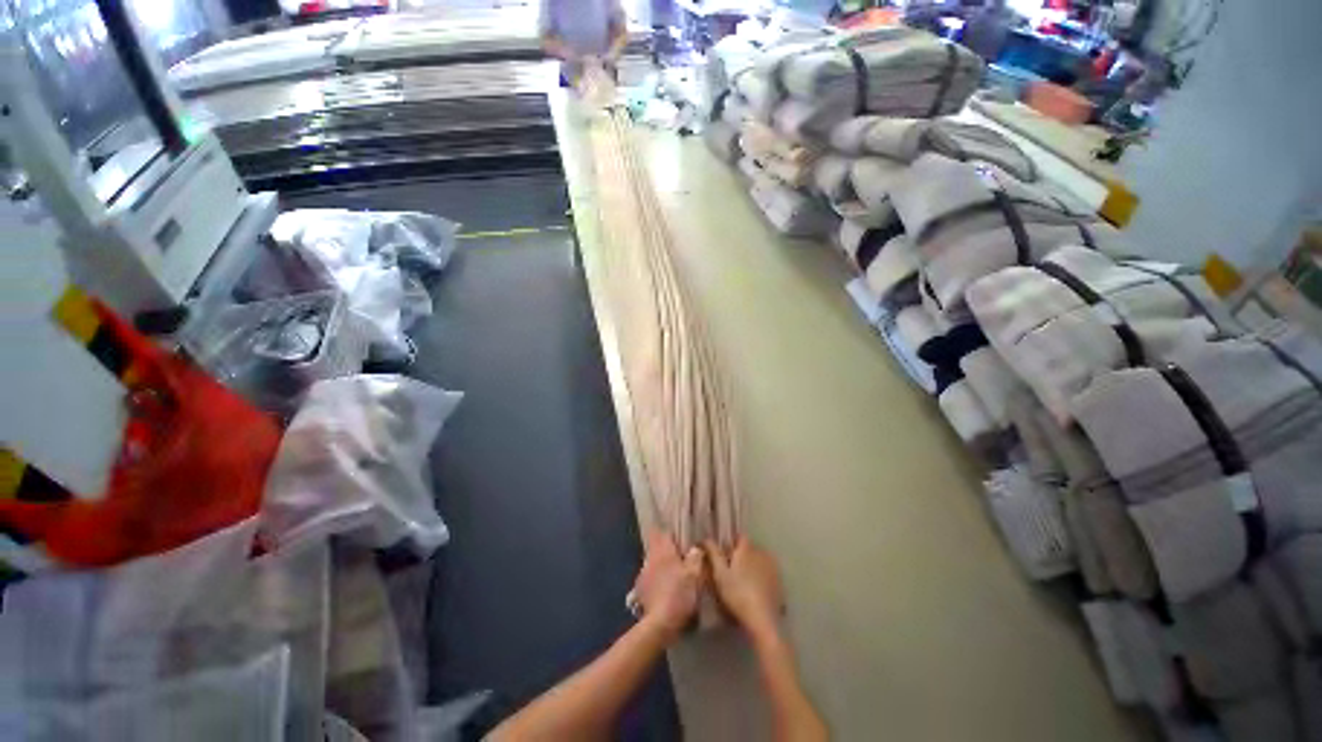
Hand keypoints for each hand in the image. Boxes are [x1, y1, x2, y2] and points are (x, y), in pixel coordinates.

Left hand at [633, 530, 704, 636]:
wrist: (660, 623)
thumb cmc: (679, 594)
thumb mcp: (695, 574)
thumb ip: (695, 557)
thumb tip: (695, 548)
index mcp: (663, 551)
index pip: (661, 532)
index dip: (668, 532)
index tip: (676, 536)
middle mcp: (650, 558)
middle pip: (656, 547)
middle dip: (666, 549)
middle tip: (678, 555)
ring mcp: (643, 574)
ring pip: (652, 562)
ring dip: (661, 565)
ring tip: (672, 573)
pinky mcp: (640, 590)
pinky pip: (649, 578)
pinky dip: (656, 580)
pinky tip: (664, 589)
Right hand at [703, 538, 782, 638]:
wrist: (762, 619)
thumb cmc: (737, 594)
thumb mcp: (720, 574)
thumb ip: (713, 554)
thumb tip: (706, 538)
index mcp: (747, 549)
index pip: (740, 537)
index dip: (732, 543)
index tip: (725, 552)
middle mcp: (762, 553)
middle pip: (749, 549)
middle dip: (741, 555)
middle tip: (731, 569)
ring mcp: (773, 567)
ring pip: (759, 560)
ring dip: (752, 565)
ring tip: (743, 581)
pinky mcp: (779, 582)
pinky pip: (767, 573)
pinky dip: (761, 577)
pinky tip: (755, 591)